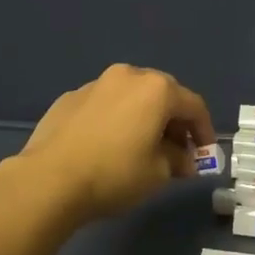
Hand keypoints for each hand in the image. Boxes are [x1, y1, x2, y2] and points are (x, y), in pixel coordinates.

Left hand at [14, 64, 215, 223]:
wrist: (49, 179)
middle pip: (162, 94)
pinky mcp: (71, 97)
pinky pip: (105, 104)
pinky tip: (107, 145)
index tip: (205, 154)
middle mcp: (128, 76)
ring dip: (143, 116)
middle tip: (176, 150)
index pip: (193, 105)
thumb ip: (178, 160)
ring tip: (141, 146)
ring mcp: (96, 83)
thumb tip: (183, 158)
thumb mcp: (158, 174)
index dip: (204, 130)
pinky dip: (115, 118)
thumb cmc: (114, 174)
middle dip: (173, 121)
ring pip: (131, 95)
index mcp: (156, 89)